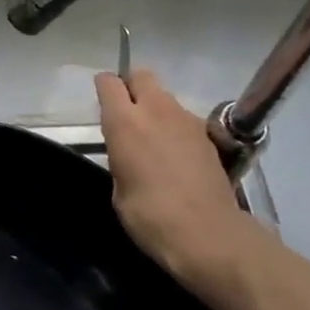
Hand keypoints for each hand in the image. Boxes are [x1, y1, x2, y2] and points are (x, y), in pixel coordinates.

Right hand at [96, 68, 248, 291]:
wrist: (208, 234)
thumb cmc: (151, 217)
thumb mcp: (119, 190)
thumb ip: (121, 157)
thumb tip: (129, 152)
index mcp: (125, 122)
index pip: (109, 82)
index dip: (103, 87)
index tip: (102, 100)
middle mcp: (155, 109)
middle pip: (141, 76)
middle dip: (132, 86)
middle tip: (128, 112)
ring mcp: (186, 118)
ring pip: (165, 96)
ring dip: (156, 108)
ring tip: (155, 139)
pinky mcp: (207, 133)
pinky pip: (184, 118)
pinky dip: (176, 127)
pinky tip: (177, 155)